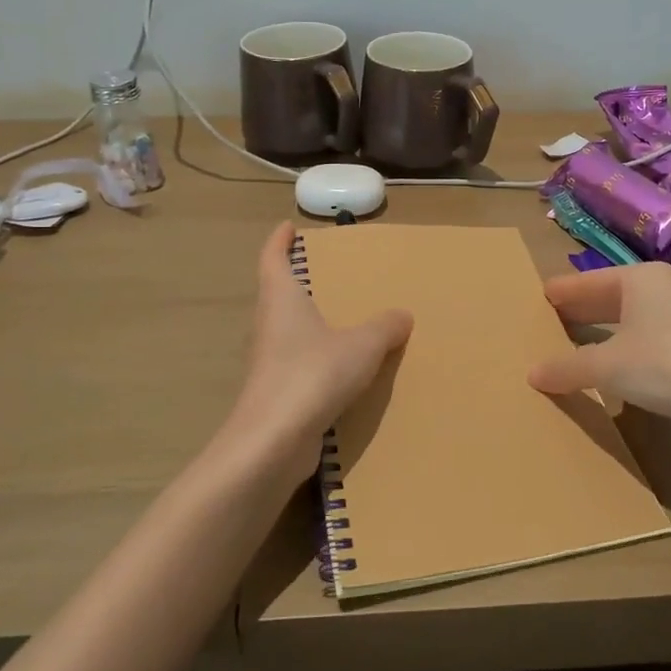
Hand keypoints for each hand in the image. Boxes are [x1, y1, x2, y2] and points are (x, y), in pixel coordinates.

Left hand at [218, 222, 413, 485]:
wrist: (272, 443)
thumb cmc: (312, 375)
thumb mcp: (361, 346)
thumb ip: (384, 328)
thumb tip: (402, 314)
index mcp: (281, 300)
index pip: (272, 259)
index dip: (279, 241)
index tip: (287, 228)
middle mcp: (268, 326)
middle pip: (277, 295)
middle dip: (296, 283)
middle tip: (325, 275)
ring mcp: (268, 363)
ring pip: (287, 333)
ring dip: (307, 324)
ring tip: (341, 321)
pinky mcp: (275, 394)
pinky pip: (298, 366)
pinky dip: (316, 360)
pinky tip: (342, 371)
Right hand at [528, 262, 670, 431]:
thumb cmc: (666, 365)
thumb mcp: (607, 366)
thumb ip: (567, 367)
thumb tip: (532, 373)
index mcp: (639, 279)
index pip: (586, 281)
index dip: (561, 292)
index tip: (534, 298)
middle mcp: (660, 292)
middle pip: (607, 299)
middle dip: (577, 312)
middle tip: (541, 323)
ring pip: (625, 324)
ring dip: (597, 337)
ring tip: (564, 347)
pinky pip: (641, 346)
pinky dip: (619, 355)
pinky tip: (602, 373)